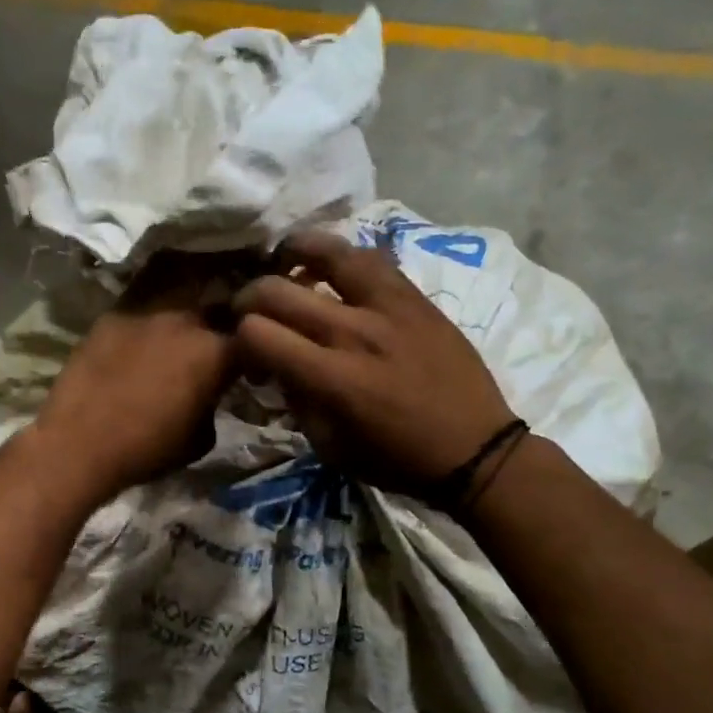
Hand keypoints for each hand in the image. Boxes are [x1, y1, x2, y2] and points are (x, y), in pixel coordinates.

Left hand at [32, 254, 239, 503]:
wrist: (80, 443)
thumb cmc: (149, 448)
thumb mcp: (202, 438)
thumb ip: (214, 405)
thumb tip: (209, 397)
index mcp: (216, 352)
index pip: (251, 341)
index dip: (254, 356)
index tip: (248, 374)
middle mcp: (185, 321)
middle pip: (214, 314)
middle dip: (218, 333)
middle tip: (210, 358)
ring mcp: (145, 314)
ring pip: (175, 311)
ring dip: (181, 329)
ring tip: (172, 351)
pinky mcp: (111, 318)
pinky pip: (139, 319)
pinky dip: (144, 334)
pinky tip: (134, 354)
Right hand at [233, 232, 515, 497]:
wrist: (473, 448)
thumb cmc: (396, 459)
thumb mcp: (330, 447)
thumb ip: (297, 401)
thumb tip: (278, 365)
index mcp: (330, 378)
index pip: (257, 333)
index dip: (239, 339)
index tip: (248, 352)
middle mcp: (353, 333)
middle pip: (278, 290)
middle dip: (250, 298)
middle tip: (252, 309)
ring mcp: (388, 308)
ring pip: (328, 253)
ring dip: (295, 253)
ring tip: (286, 260)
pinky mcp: (415, 298)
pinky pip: (372, 259)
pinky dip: (342, 255)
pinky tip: (334, 264)